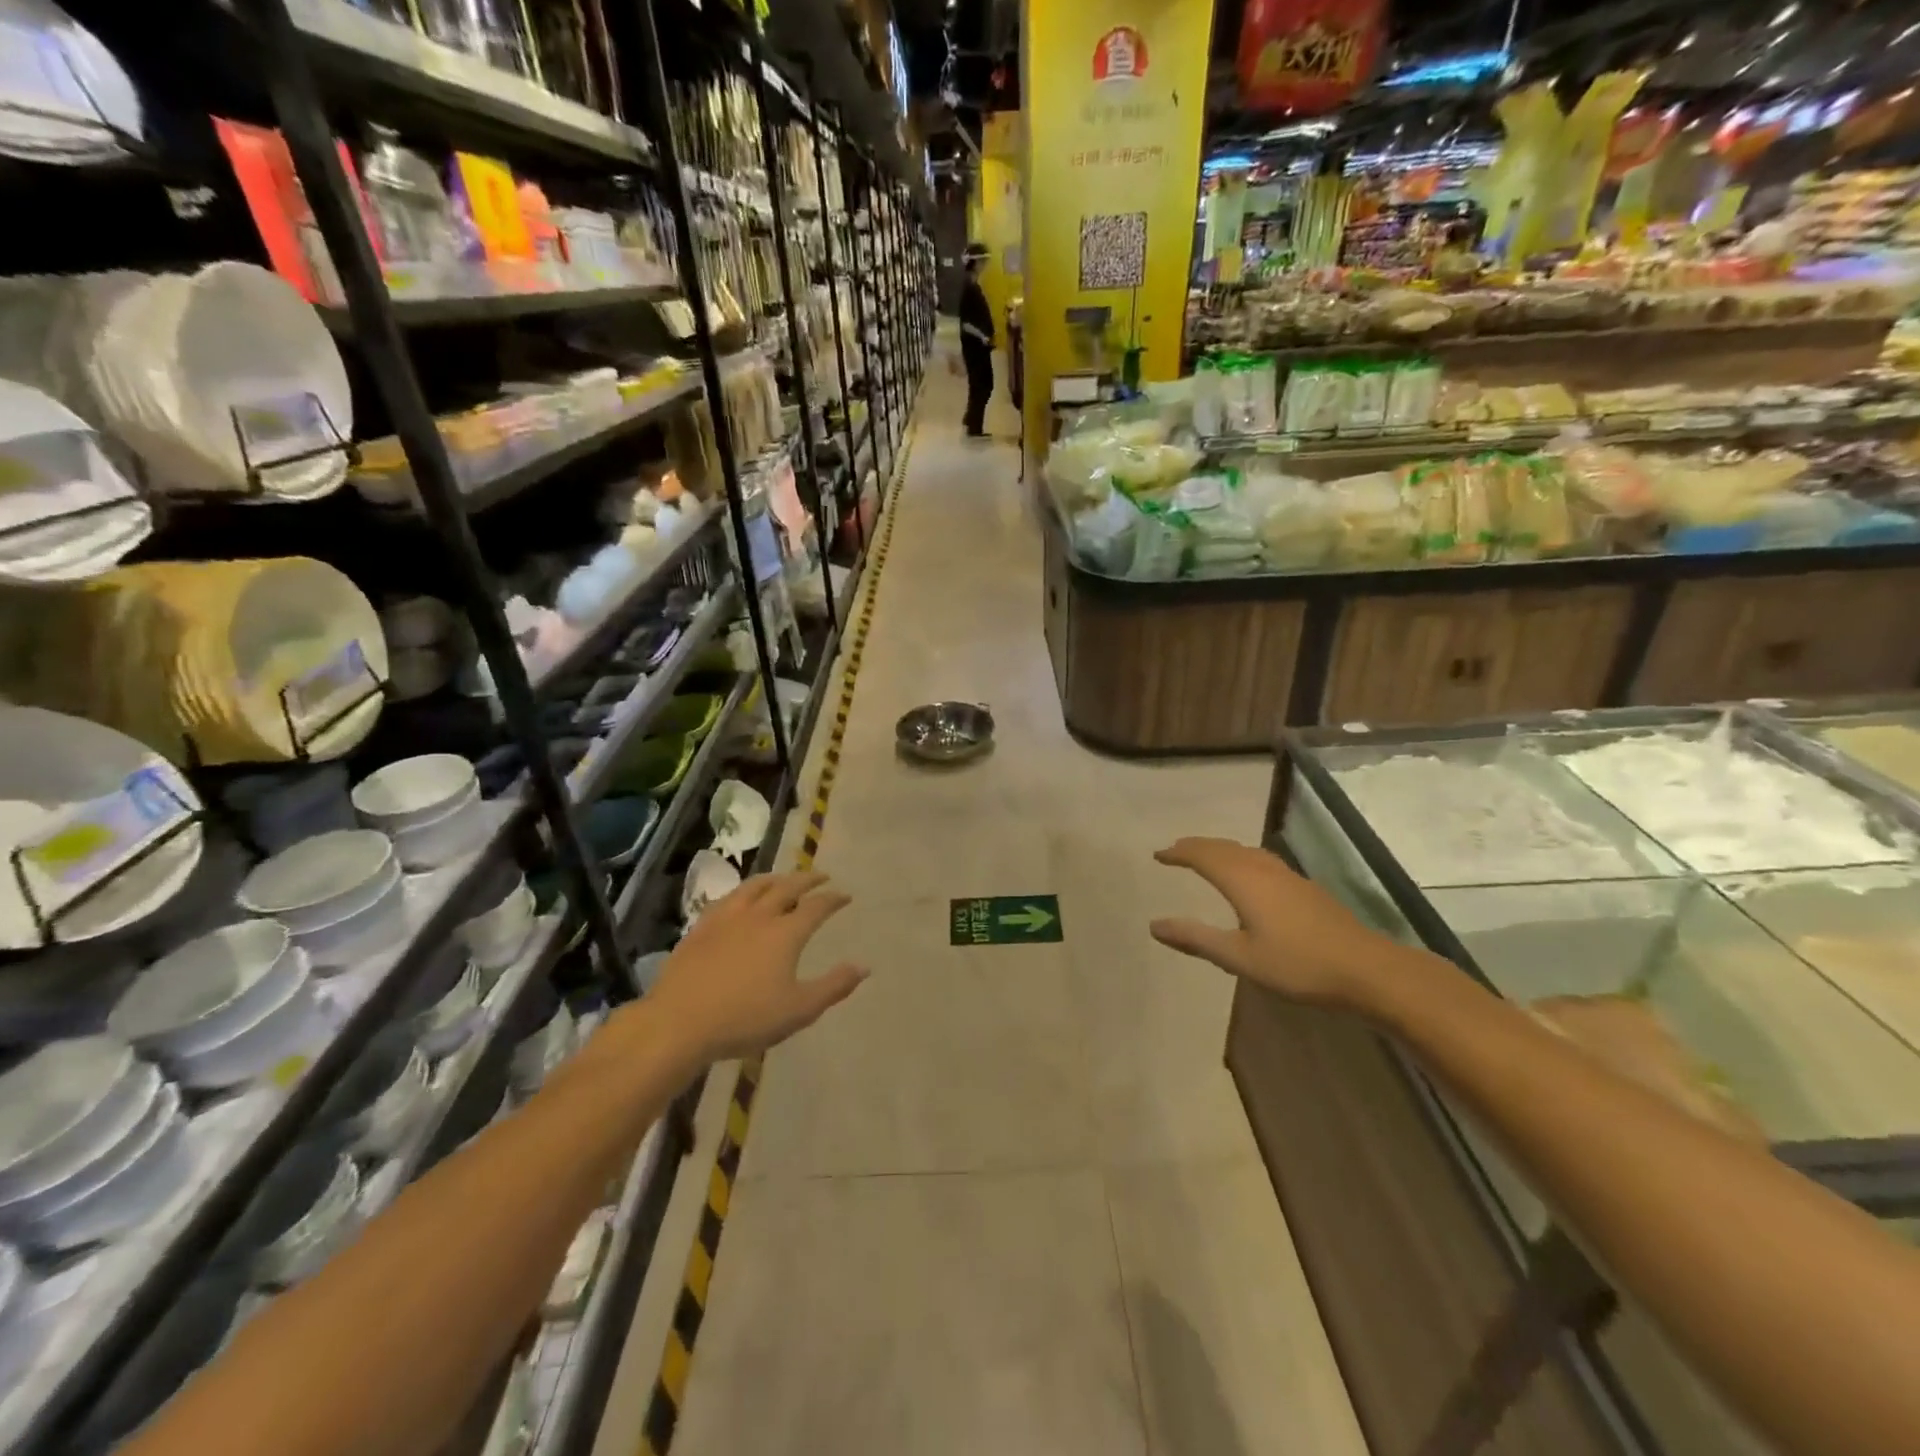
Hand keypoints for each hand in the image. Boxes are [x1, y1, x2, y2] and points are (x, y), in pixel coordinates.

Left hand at [648, 873, 867, 1062]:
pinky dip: (744, 891)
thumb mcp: (799, 1010)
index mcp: (785, 933)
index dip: (833, 899)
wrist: (679, 1023)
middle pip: (788, 887)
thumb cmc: (745, 1019)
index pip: (817, 907)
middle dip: (808, 879)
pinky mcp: (701, 927)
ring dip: (776, 878)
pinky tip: (741, 899)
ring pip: (755, 886)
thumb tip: (863, 967)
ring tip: (784, 878)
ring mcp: (727, 918)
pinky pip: (728, 898)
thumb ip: (834, 986)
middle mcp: (759, 915)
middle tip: (821, 876)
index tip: (845, 895)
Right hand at [1149, 837, 1405, 1007]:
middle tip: (1176, 850)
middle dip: (1197, 846)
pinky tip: (1249, 874)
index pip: (1203, 856)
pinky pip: (1261, 859)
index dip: (1179, 853)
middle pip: (1224, 848)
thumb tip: (1154, 925)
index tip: (1158, 855)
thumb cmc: (1297, 964)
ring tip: (1206, 856)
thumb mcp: (1239, 957)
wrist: (1366, 969)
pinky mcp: (1304, 888)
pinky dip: (1241, 858)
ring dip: (1220, 850)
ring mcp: (1288, 876)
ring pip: (1245, 851)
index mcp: (1243, 881)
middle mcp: (1263, 869)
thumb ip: (1196, 939)